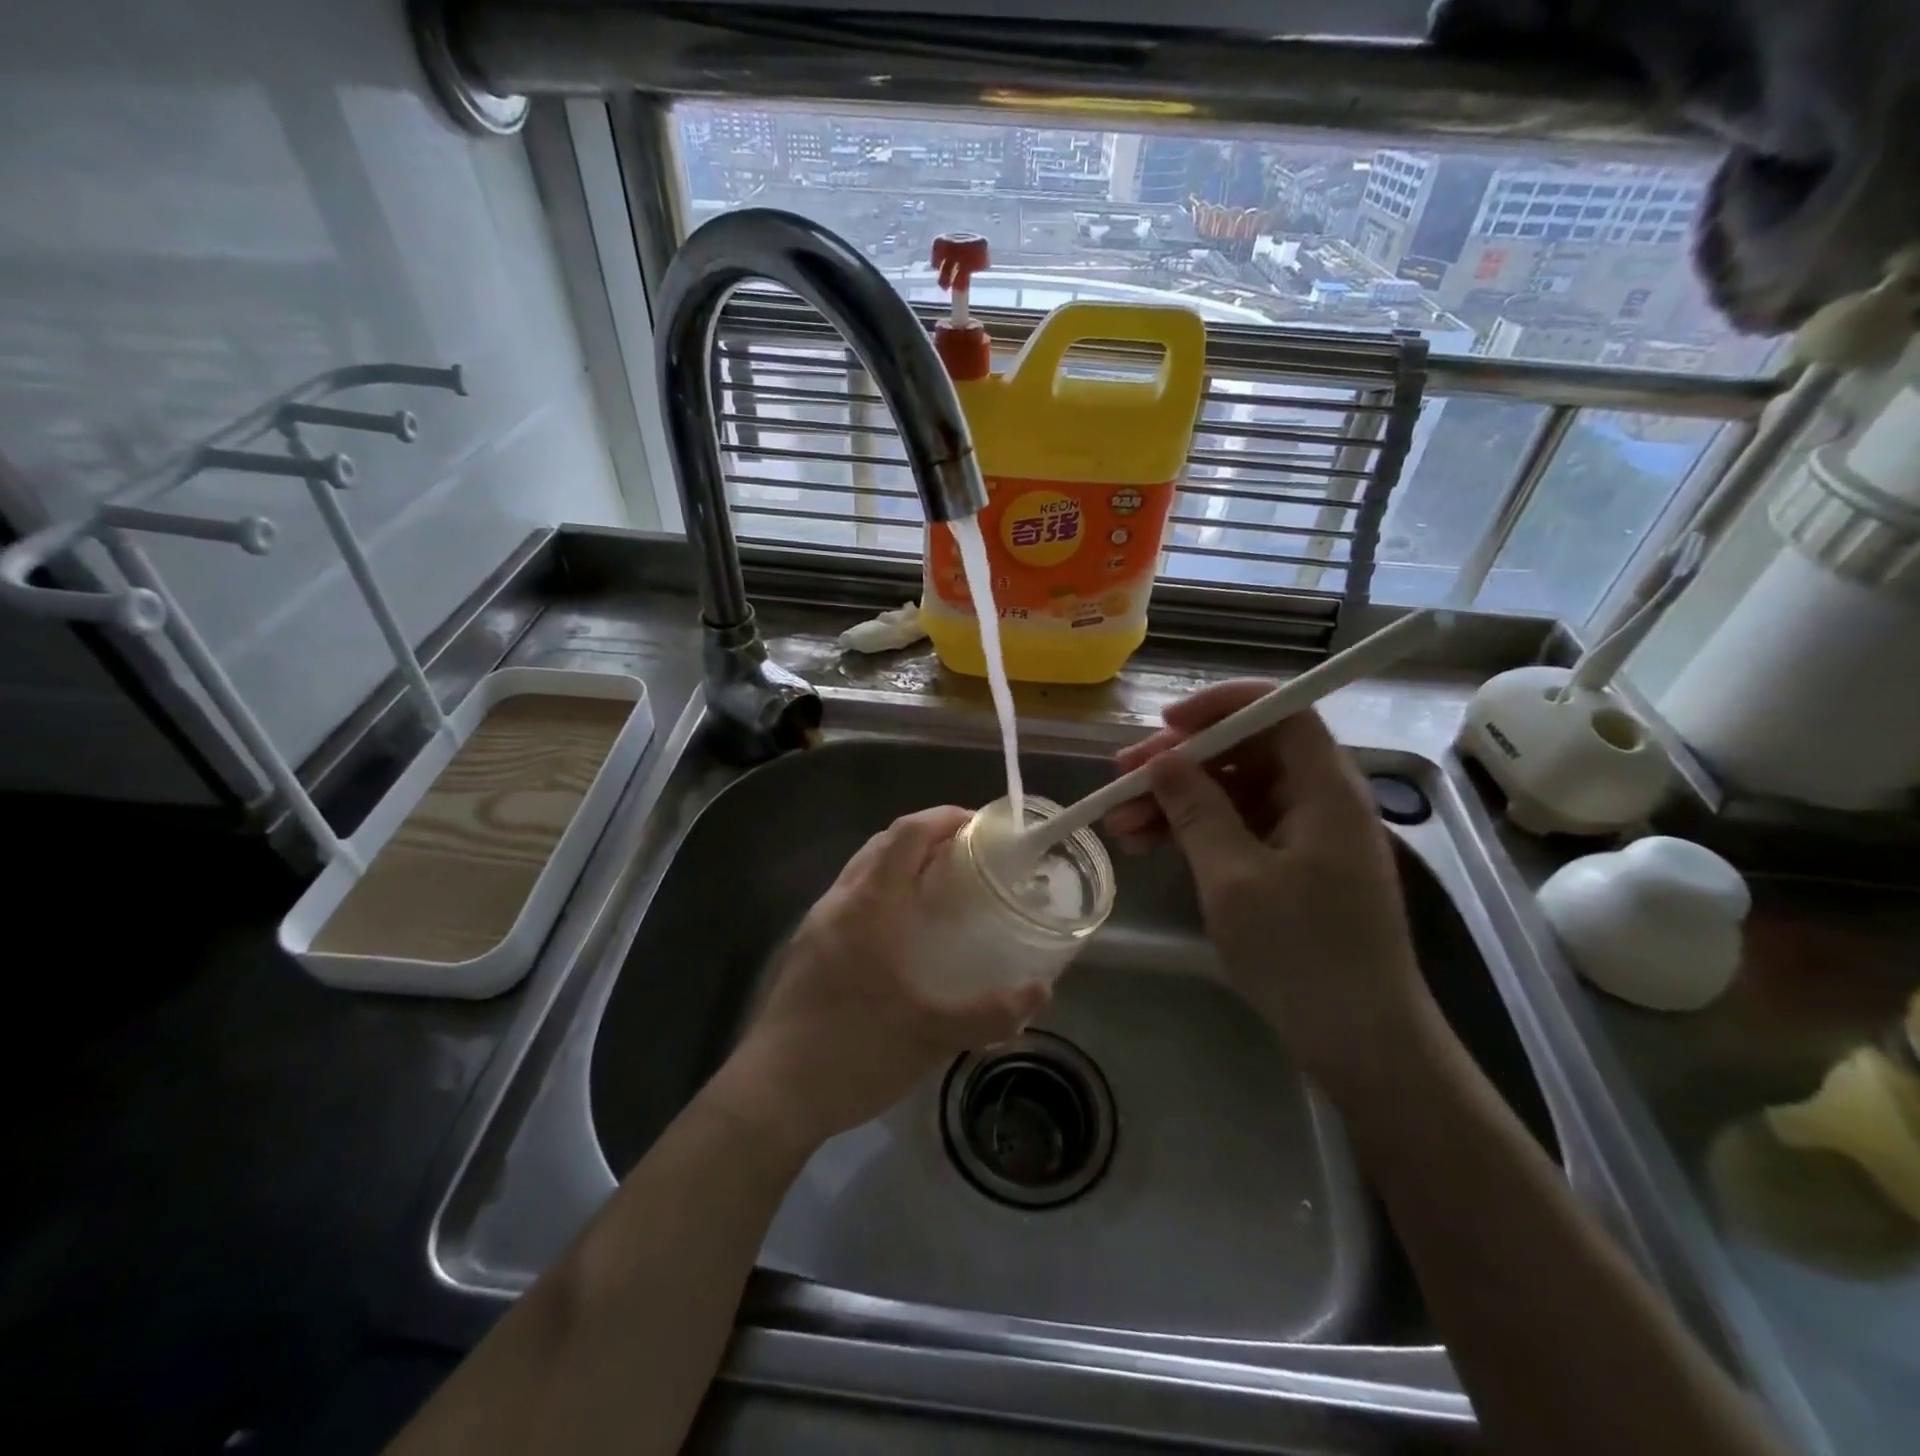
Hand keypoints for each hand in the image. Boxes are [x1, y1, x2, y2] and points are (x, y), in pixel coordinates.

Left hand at [715, 807, 1049, 1150]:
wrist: (772, 1095)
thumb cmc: (854, 1051)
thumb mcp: (932, 1036)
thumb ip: (990, 1013)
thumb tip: (1041, 992)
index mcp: (868, 904)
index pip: (906, 833)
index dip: (943, 818)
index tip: (979, 827)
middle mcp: (839, 902)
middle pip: (883, 843)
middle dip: (926, 837)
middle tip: (968, 858)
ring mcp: (817, 924)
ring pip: (863, 870)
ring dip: (901, 864)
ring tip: (941, 890)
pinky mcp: (808, 949)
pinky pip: (851, 899)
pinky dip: (883, 892)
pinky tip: (903, 934)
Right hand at [1105, 682, 1427, 1088]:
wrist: (1361, 1043)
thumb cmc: (1302, 955)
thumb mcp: (1234, 879)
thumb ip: (1196, 810)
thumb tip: (1161, 760)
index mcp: (1325, 790)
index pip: (1279, 711)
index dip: (1221, 706)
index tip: (1165, 725)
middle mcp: (1319, 800)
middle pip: (1246, 752)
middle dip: (1179, 762)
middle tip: (1121, 778)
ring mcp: (1305, 834)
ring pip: (1232, 792)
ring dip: (1174, 801)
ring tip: (1118, 822)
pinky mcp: (1291, 864)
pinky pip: (1236, 827)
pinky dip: (1192, 831)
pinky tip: (1145, 844)